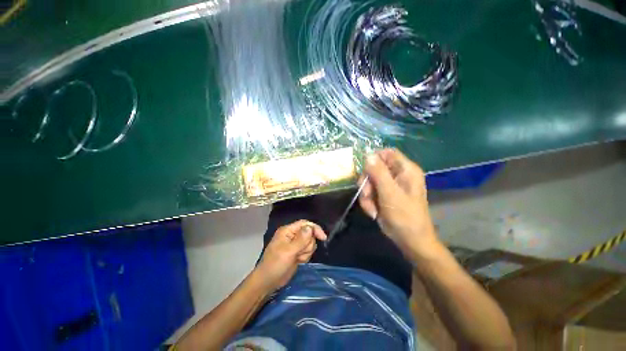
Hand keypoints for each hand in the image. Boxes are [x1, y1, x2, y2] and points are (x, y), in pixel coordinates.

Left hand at [255, 220, 326, 291]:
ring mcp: (295, 244)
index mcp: (288, 231)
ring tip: (297, 258)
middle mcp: (292, 235)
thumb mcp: (288, 252)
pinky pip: (307, 251)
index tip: (323, 238)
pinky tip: (298, 261)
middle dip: (308, 244)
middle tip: (299, 253)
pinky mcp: (297, 252)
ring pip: (310, 243)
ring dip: (306, 252)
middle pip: (309, 234)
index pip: (305, 224)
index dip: (314, 229)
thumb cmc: (275, 265)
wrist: (268, 282)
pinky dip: (305, 257)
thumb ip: (301, 239)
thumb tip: (310, 228)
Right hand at [358, 148, 438, 257]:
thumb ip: (379, 173)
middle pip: (374, 167)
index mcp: (405, 170)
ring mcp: (389, 185)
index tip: (365, 171)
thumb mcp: (390, 193)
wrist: (409, 240)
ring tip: (371, 208)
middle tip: (367, 194)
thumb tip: (368, 154)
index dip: (373, 159)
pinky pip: (369, 191)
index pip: (387, 153)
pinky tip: (373, 211)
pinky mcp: (383, 195)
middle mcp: (397, 174)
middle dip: (367, 182)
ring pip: (368, 181)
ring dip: (366, 194)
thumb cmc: (405, 216)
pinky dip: (368, 201)